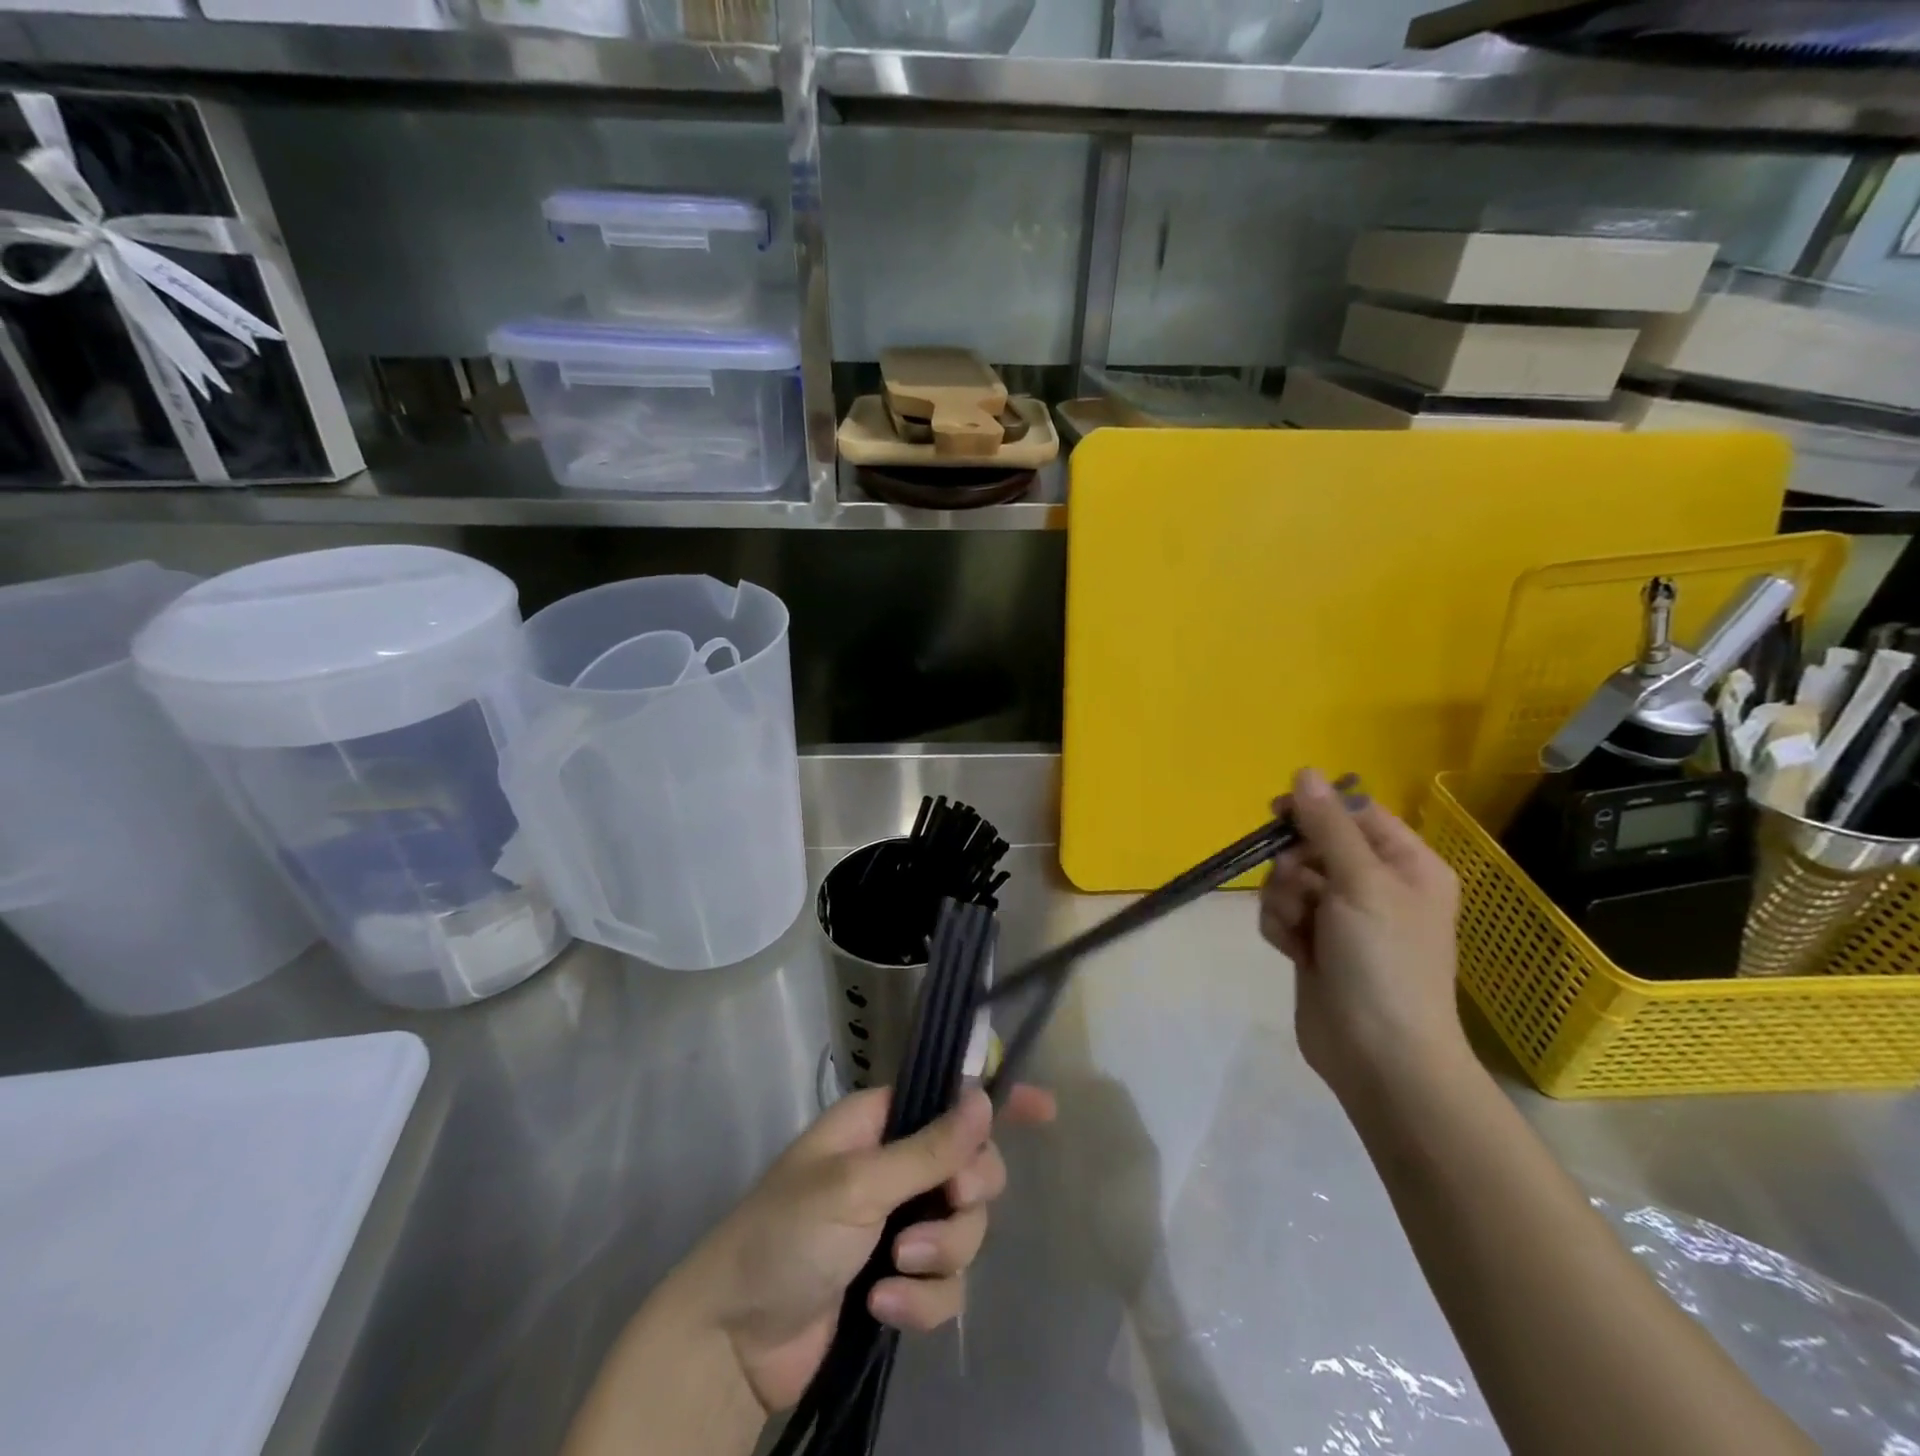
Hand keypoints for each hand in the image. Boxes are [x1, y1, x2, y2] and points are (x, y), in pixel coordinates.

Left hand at [689, 1082, 1055, 1414]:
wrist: (733, 1342)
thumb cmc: (785, 1235)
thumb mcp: (856, 1185)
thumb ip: (927, 1148)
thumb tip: (984, 1096)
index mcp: (879, 1125)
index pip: (947, 1097)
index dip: (995, 1100)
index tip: (1045, 1110)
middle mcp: (896, 1168)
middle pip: (972, 1167)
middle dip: (966, 1193)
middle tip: (949, 1202)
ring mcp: (900, 1227)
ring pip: (965, 1229)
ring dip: (940, 1254)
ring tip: (893, 1270)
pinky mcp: (900, 1282)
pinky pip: (946, 1284)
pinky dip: (922, 1300)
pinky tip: (883, 1308)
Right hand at [1259, 767, 1466, 1099]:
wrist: (1378, 1054)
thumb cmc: (1384, 961)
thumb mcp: (1360, 882)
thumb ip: (1327, 825)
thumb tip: (1304, 771)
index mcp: (1407, 864)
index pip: (1355, 813)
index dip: (1316, 810)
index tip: (1278, 814)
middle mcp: (1376, 885)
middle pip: (1313, 845)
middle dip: (1295, 867)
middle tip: (1303, 892)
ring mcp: (1343, 916)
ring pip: (1289, 879)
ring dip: (1284, 899)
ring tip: (1300, 931)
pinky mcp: (1315, 943)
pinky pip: (1282, 911)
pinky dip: (1281, 926)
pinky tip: (1293, 951)